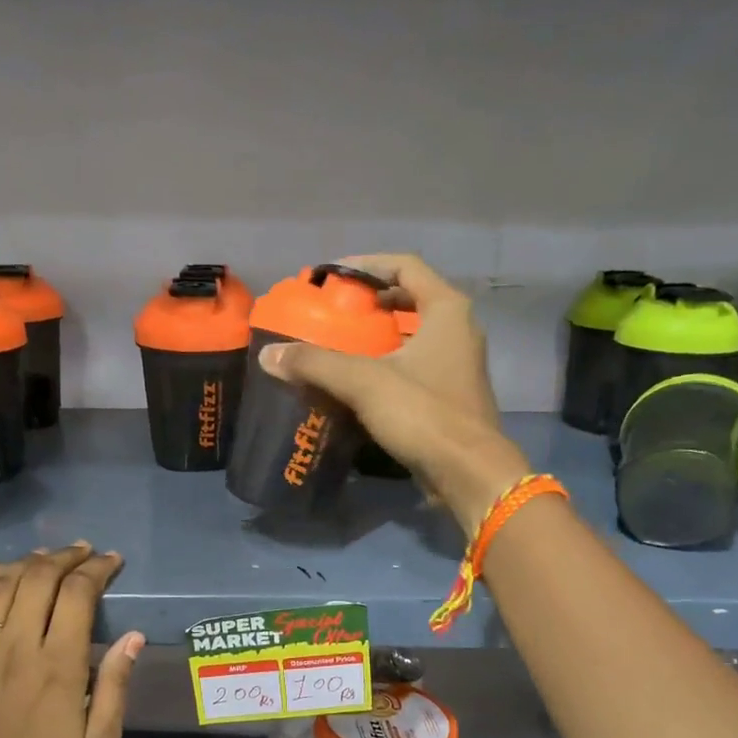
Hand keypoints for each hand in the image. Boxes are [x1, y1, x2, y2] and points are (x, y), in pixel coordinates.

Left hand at [0, 546, 142, 737]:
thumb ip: (114, 687)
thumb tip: (133, 636)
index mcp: (57, 669)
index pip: (78, 595)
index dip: (97, 569)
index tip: (111, 561)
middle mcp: (14, 650)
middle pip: (38, 580)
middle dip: (65, 558)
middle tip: (83, 553)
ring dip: (26, 564)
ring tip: (46, 558)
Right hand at [259, 254, 532, 525]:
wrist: (468, 473)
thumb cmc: (423, 414)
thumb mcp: (364, 382)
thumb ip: (315, 363)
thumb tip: (269, 355)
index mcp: (447, 310)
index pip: (406, 266)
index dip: (366, 265)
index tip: (332, 277)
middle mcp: (459, 330)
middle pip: (411, 299)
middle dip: (371, 303)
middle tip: (335, 312)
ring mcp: (457, 365)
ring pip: (413, 336)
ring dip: (378, 337)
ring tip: (340, 345)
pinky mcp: (450, 396)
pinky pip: (415, 366)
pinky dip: (387, 365)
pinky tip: (358, 383)